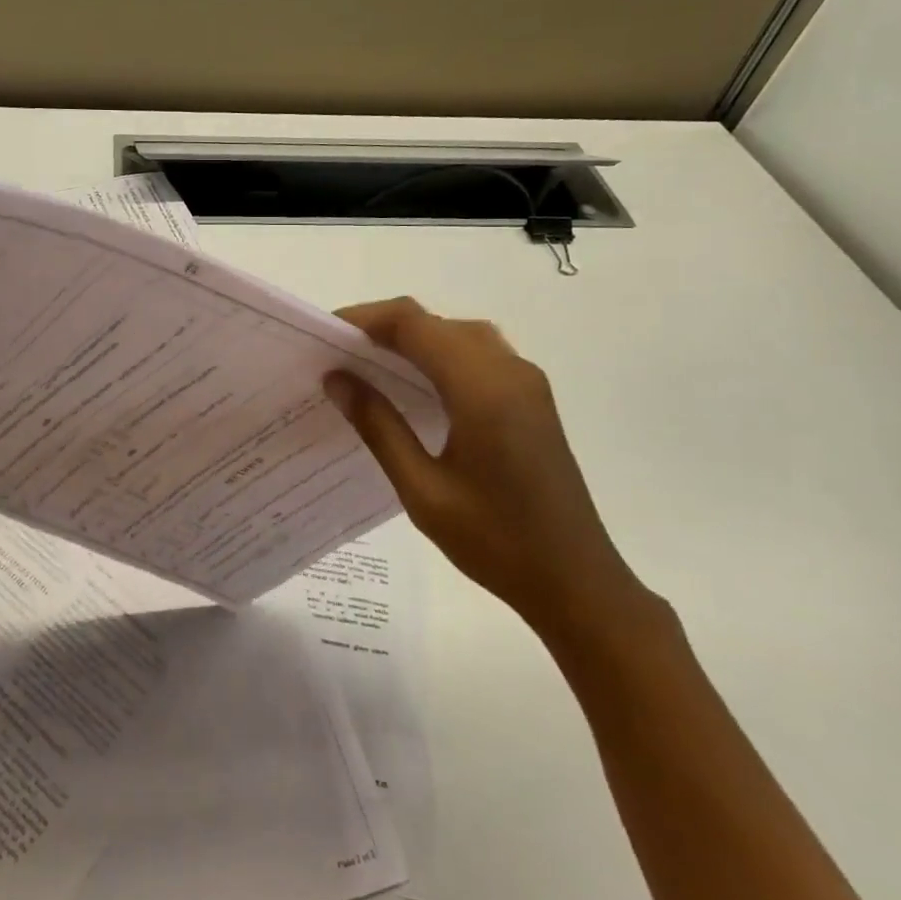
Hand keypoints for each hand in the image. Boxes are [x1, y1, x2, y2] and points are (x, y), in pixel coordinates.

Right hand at [326, 297, 648, 634]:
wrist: (576, 581)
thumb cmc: (495, 542)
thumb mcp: (422, 490)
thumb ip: (379, 427)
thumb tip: (336, 379)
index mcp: (483, 389)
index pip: (414, 325)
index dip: (365, 319)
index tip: (324, 334)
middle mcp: (509, 371)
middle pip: (436, 322)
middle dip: (383, 328)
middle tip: (337, 354)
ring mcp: (526, 383)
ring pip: (459, 334)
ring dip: (413, 338)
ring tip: (368, 364)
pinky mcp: (532, 399)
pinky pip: (478, 355)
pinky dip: (439, 354)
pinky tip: (414, 384)